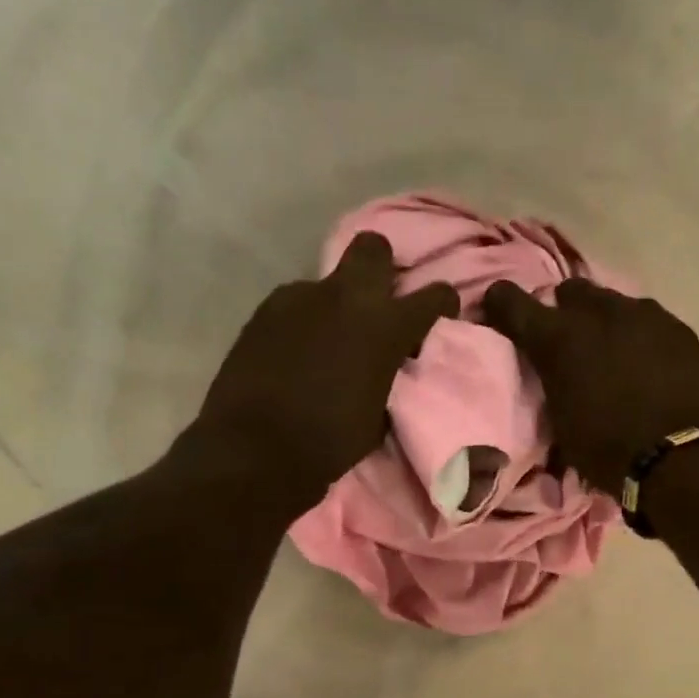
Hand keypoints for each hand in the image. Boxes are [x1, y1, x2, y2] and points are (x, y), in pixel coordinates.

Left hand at [198, 232, 456, 507]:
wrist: (257, 449)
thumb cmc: (331, 441)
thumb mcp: (381, 413)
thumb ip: (390, 374)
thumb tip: (388, 365)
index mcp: (386, 326)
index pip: (435, 294)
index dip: (442, 304)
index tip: (436, 321)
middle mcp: (347, 297)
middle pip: (374, 248)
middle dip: (381, 268)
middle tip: (377, 305)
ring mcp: (301, 297)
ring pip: (328, 282)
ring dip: (336, 304)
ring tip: (326, 341)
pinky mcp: (265, 309)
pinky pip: (295, 303)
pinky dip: (303, 321)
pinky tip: (294, 352)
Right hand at [482, 278, 698, 492]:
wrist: (680, 459)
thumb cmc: (607, 451)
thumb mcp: (560, 421)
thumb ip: (549, 381)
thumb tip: (547, 369)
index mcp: (558, 338)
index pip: (510, 301)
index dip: (500, 303)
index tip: (497, 311)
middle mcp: (597, 313)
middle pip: (569, 291)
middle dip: (563, 311)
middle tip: (568, 342)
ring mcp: (643, 315)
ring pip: (611, 302)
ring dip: (603, 322)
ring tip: (612, 353)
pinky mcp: (677, 327)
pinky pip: (647, 320)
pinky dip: (638, 336)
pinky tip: (645, 363)